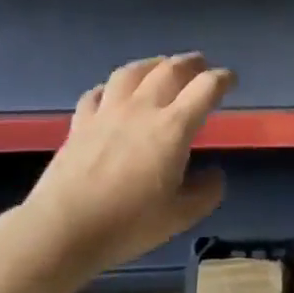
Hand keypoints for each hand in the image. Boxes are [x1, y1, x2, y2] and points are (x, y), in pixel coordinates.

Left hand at [23, 53, 234, 279]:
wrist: (62, 229)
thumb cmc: (128, 223)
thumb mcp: (180, 216)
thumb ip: (206, 192)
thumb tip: (214, 174)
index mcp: (173, 127)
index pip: (205, 88)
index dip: (223, 78)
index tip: (231, 80)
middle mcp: (142, 109)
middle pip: (170, 69)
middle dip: (191, 63)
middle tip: (202, 65)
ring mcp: (107, 112)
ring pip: (132, 72)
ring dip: (152, 64)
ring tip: (160, 66)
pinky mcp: (80, 123)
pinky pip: (98, 92)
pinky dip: (112, 87)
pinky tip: (113, 93)